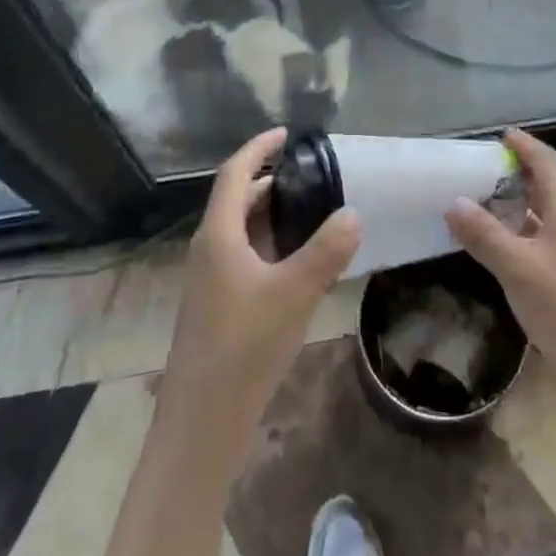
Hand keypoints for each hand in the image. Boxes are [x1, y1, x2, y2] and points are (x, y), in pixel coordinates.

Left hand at [162, 128, 360, 429]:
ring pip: (242, 230)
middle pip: (238, 199)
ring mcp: (211, 279)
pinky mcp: (218, 304)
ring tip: (313, 210)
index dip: (259, 147)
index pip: (235, 173)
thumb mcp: (294, 293)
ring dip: (272, 214)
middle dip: (272, 180)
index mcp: (219, 234)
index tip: (288, 133)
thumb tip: (353, 213)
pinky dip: (271, 244)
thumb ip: (326, 251)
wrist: (202, 422)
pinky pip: (245, 256)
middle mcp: (209, 248)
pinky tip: (299, 262)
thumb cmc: (244, 346)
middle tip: (313, 174)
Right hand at [446, 130, 555, 415]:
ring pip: (545, 213)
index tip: (500, 135)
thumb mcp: (519, 269)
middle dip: (518, 171)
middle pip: (548, 185)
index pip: (547, 162)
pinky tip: (500, 245)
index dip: (525, 145)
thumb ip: (484, 234)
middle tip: (482, 166)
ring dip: (518, 202)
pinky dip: (520, 232)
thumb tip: (452, 201)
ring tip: (483, 199)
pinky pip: (544, 239)